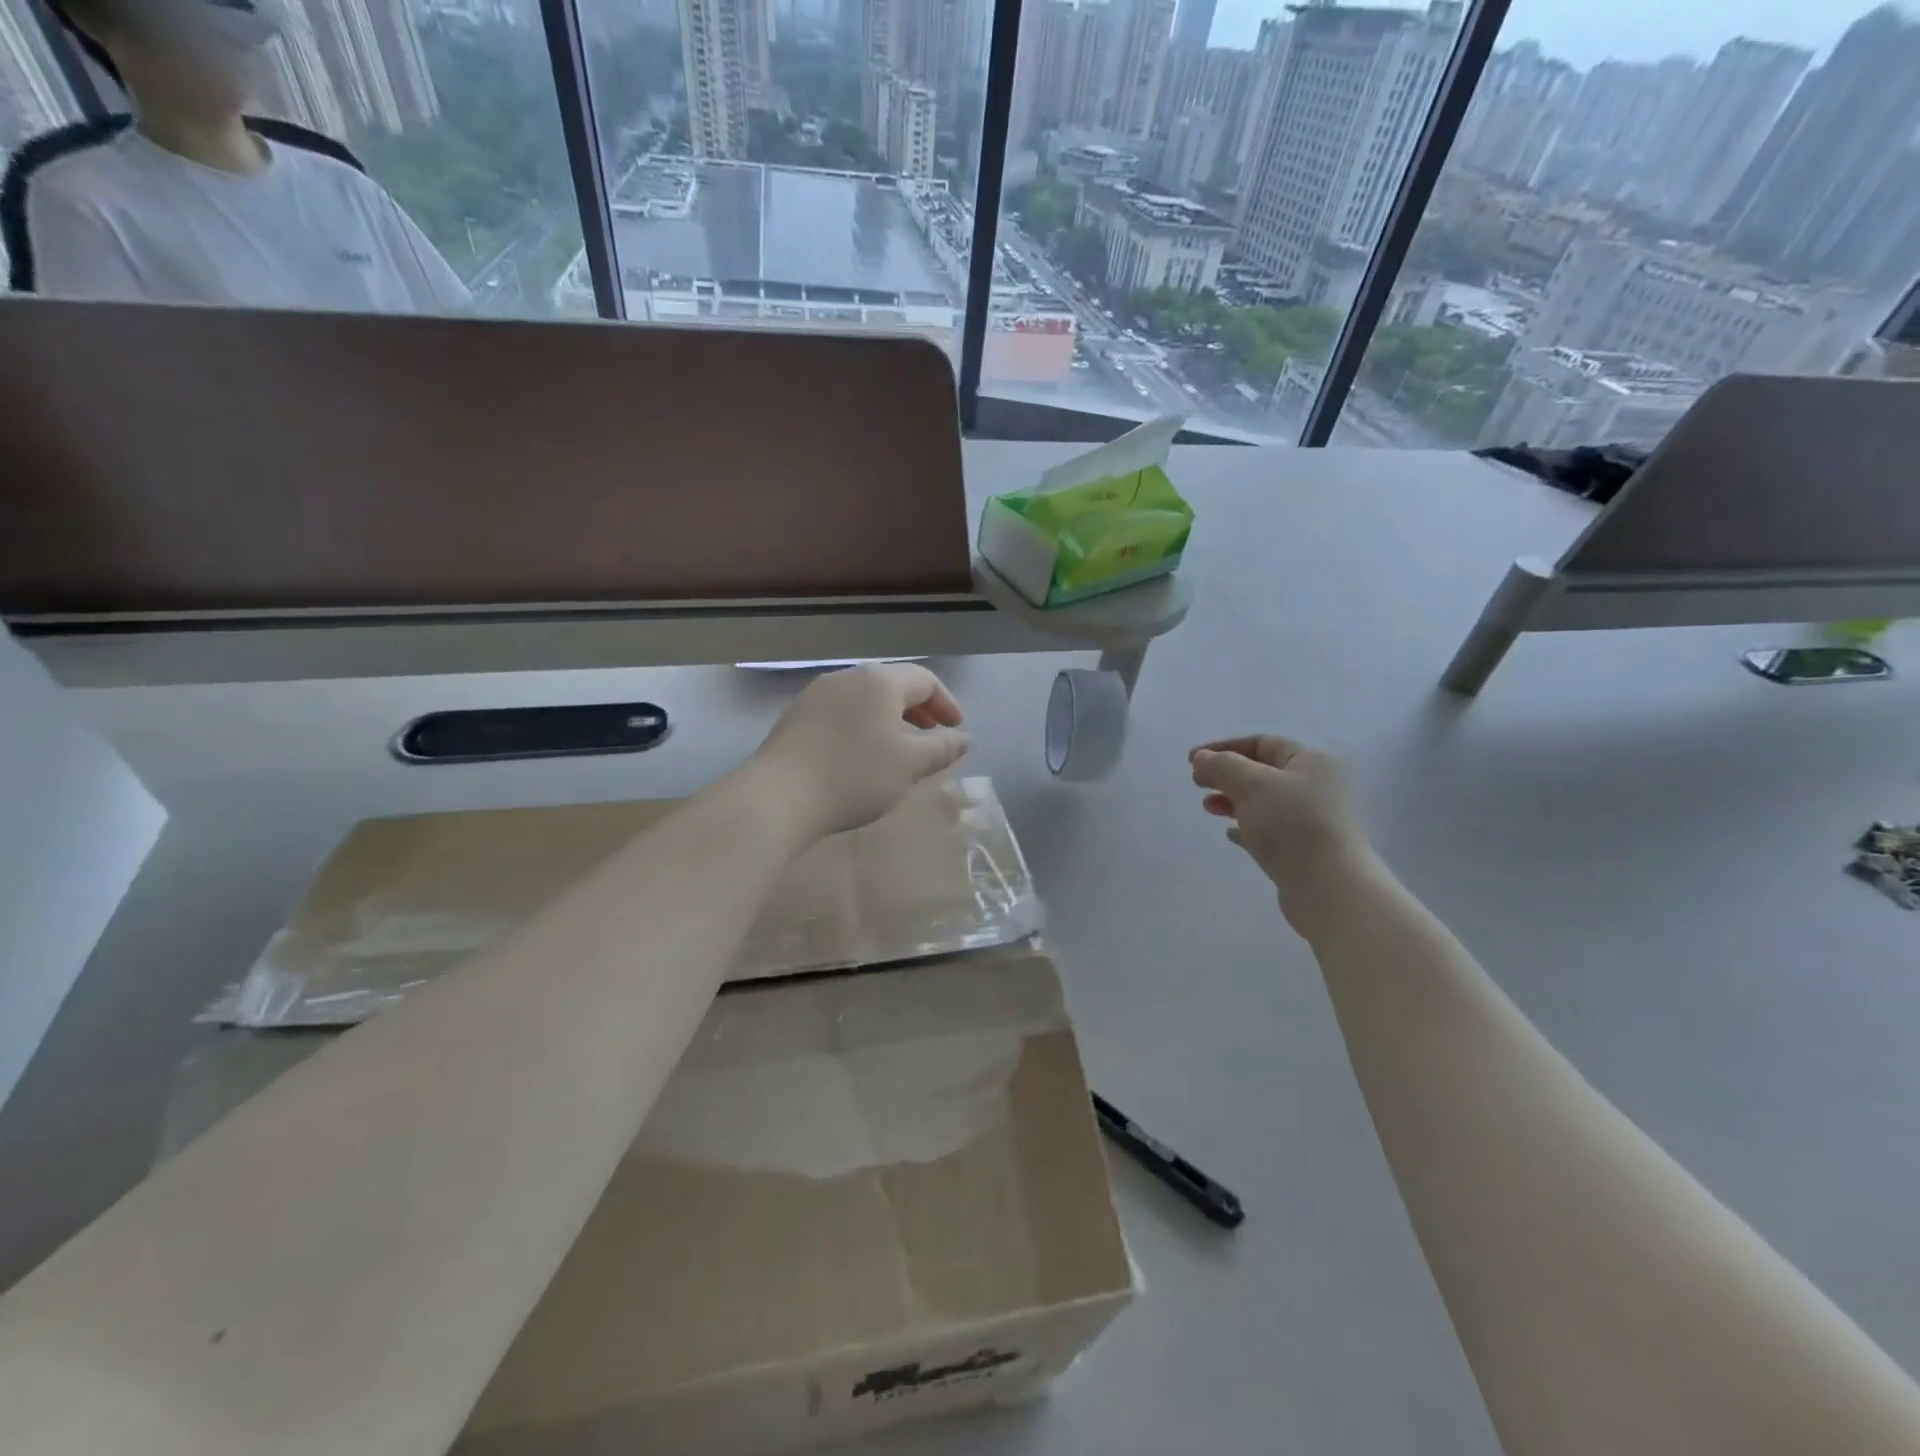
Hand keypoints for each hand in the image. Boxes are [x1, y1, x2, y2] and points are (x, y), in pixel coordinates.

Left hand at [754, 664, 970, 838]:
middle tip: (933, 734)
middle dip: (918, 709)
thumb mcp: (910, 764)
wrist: (779, 795)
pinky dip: (863, 725)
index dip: (946, 703)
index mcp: (880, 681)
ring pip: (865, 698)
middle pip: (893, 684)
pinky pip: (842, 712)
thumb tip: (963, 738)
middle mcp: (848, 677)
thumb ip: (942, 748)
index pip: (925, 680)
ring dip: (889, 717)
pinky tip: (862, 753)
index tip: (956, 729)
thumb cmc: (855, 775)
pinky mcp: (796, 716)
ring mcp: (817, 694)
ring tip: (899, 746)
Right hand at [1190, 736, 1375, 929]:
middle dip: (1227, 775)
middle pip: (1262, 772)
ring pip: (1264, 801)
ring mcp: (1314, 819)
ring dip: (1233, 801)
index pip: (1262, 743)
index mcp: (1311, 761)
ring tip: (1208, 808)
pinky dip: (1247, 827)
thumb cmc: (1291, 826)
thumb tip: (1202, 758)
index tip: (1192, 760)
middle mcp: (1317, 786)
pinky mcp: (1306, 848)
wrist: (1329, 888)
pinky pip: (1271, 829)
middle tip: (1197, 783)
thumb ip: (1222, 766)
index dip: (1224, 748)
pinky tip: (1230, 834)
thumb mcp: (1252, 785)